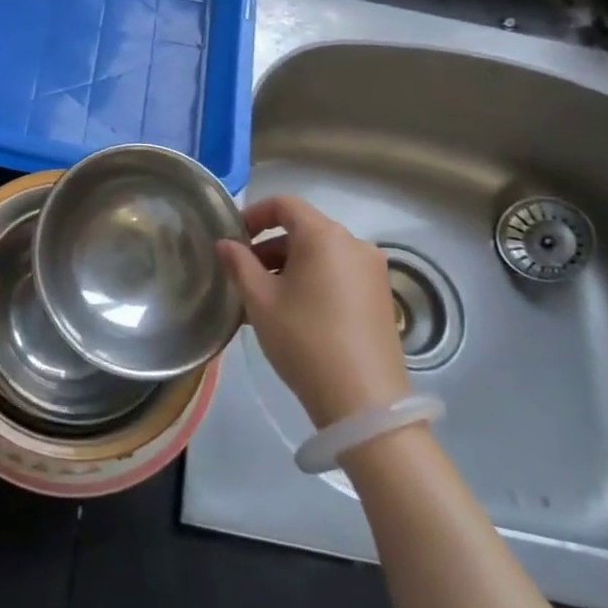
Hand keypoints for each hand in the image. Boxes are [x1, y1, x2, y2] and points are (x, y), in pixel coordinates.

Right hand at [217, 195, 407, 427]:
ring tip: (265, 299)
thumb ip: (239, 264)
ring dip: (289, 266)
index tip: (233, 239)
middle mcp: (354, 244)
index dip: (254, 215)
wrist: (364, 402)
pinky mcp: (381, 298)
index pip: (285, 205)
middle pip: (304, 229)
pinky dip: (313, 281)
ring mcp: (372, 272)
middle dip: (269, 246)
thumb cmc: (304, 339)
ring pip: (321, 254)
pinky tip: (295, 313)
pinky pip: (339, 274)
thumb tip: (225, 244)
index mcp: (324, 235)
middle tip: (243, 275)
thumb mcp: (260, 301)